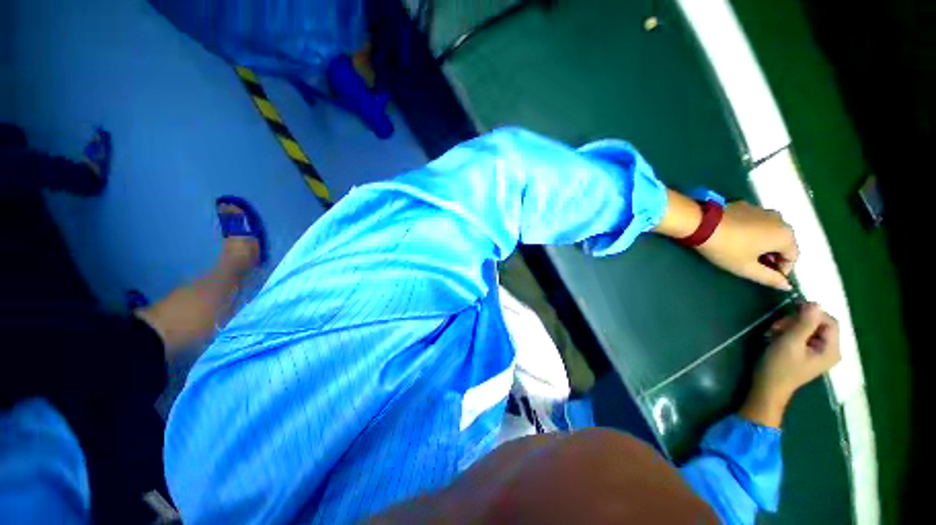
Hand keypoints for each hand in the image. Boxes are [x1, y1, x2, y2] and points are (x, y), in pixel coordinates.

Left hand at [696, 201, 797, 290]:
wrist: (700, 223)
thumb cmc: (726, 248)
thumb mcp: (747, 268)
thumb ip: (770, 278)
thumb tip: (787, 286)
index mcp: (785, 235)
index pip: (793, 257)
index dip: (781, 270)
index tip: (765, 276)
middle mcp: (779, 219)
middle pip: (783, 242)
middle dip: (772, 256)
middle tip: (752, 266)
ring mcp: (762, 210)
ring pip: (769, 231)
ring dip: (762, 244)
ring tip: (743, 253)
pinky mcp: (745, 206)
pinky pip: (755, 222)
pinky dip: (751, 232)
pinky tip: (734, 239)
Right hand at [740, 303, 840, 426]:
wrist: (767, 388)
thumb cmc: (779, 367)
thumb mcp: (790, 342)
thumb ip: (805, 323)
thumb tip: (815, 303)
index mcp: (831, 349)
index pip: (829, 321)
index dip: (812, 313)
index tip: (790, 309)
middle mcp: (829, 350)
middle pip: (818, 324)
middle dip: (797, 321)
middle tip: (776, 324)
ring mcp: (817, 353)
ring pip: (808, 329)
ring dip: (789, 326)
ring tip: (773, 331)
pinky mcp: (806, 353)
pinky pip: (802, 336)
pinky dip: (788, 333)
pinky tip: (775, 336)